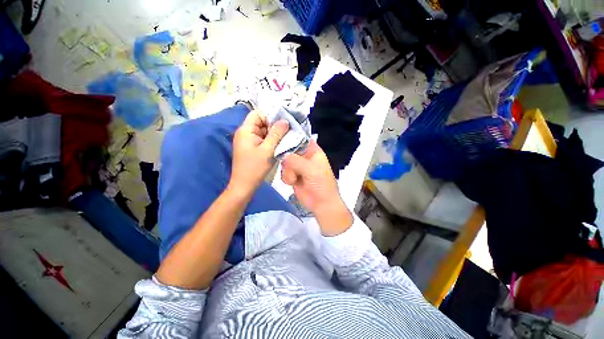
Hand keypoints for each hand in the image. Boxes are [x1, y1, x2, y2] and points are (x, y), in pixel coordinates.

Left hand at [230, 111, 288, 196]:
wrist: (245, 186)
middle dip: (275, 126)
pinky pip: (264, 140)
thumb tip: (285, 121)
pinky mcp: (253, 148)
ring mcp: (249, 141)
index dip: (270, 116)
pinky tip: (280, 146)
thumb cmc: (255, 168)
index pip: (258, 114)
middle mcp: (246, 133)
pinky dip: (272, 141)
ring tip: (286, 139)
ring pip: (264, 132)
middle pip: (262, 123)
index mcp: (246, 130)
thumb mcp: (267, 150)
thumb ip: (276, 134)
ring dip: (275, 135)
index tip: (283, 123)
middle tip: (288, 132)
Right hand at [281, 140, 352, 235]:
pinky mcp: (292, 175)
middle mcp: (305, 156)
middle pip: (289, 149)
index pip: (301, 138)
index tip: (280, 138)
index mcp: (313, 151)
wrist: (321, 204)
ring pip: (285, 161)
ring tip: (293, 179)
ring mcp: (298, 166)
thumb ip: (296, 161)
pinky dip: (286, 177)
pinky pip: (283, 171)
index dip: (291, 136)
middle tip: (288, 165)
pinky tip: (291, 182)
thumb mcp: (311, 170)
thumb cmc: (321, 185)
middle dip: (286, 158)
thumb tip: (283, 155)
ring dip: (287, 171)